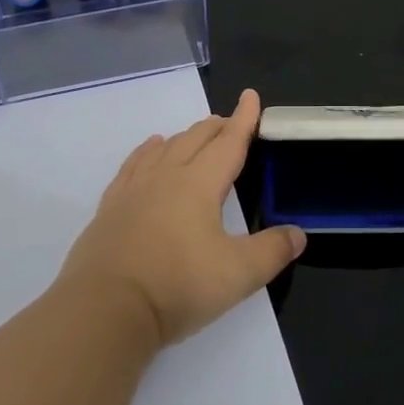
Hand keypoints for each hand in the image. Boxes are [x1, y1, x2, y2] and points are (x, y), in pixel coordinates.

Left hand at [56, 88, 306, 344]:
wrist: (105, 308)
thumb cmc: (177, 286)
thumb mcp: (238, 274)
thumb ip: (272, 251)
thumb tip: (298, 234)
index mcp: (199, 184)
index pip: (228, 144)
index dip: (243, 120)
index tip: (250, 96)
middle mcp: (166, 177)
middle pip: (194, 139)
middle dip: (216, 127)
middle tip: (230, 122)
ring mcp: (134, 190)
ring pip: (163, 148)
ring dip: (184, 137)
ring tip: (195, 134)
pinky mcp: (111, 207)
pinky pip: (133, 166)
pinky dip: (146, 152)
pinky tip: (149, 150)